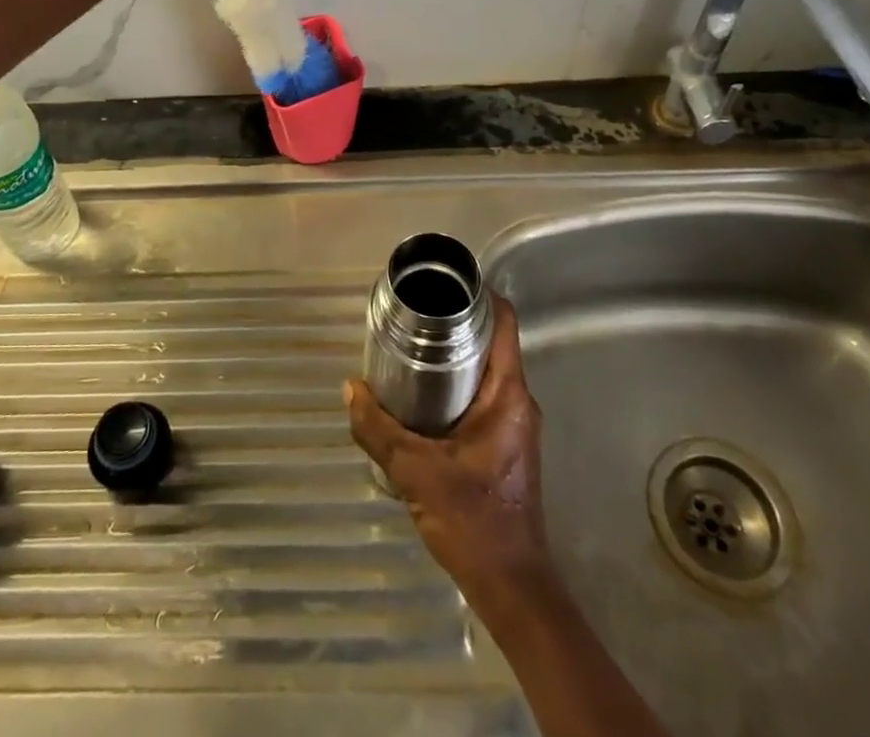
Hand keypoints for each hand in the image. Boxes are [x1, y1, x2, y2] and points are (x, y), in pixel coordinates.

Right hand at [345, 294, 551, 601]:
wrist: (512, 587)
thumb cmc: (474, 521)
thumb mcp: (416, 472)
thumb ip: (378, 430)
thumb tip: (350, 389)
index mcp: (509, 394)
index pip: (505, 322)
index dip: (480, 294)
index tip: (445, 282)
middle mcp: (519, 401)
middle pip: (493, 342)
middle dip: (456, 324)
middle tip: (414, 314)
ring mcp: (516, 424)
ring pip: (486, 371)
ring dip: (454, 357)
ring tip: (411, 347)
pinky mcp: (506, 444)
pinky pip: (483, 397)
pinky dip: (456, 386)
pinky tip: (423, 397)